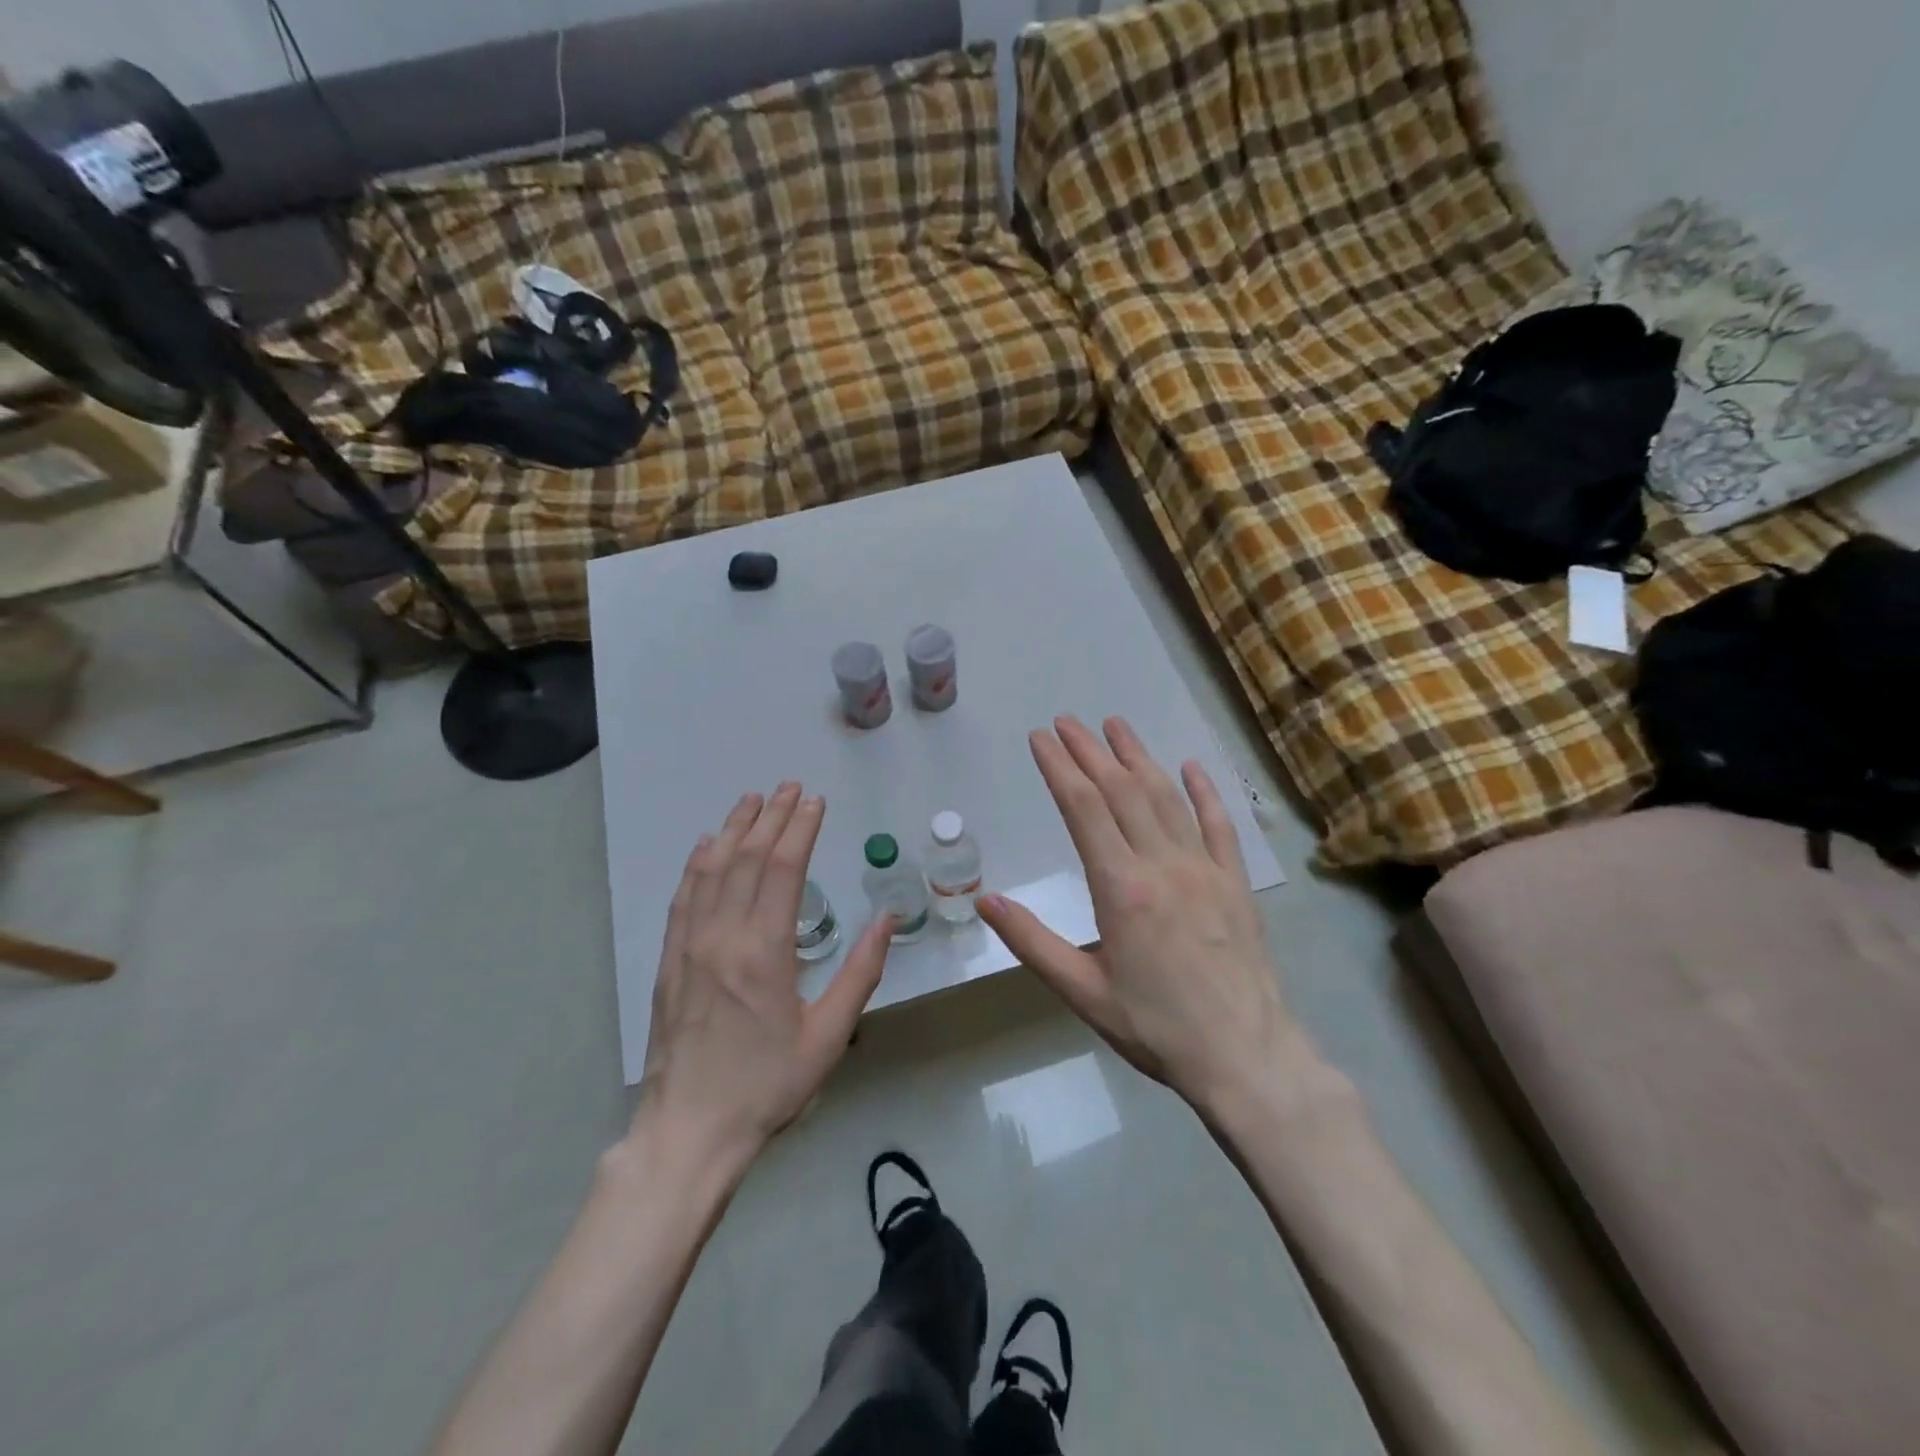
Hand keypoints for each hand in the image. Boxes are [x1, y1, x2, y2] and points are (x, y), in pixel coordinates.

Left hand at [640, 783, 891, 1159]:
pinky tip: (707, 845)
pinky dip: (697, 864)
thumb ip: (860, 972)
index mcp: (765, 951)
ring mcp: (690, 946)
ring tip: (752, 800)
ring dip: (734, 830)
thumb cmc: (768, 1084)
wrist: (690, 1130)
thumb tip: (888, 919)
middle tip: (789, 787)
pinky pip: (683, 897)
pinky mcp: (670, 961)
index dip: (800, 830)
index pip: (783, 871)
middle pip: (747, 860)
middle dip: (771, 818)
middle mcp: (723, 936)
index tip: (815, 802)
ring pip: (712, 870)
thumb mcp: (829, 1035)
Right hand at [977, 716, 1287, 1113]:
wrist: (1245, 1057)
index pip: (1083, 809)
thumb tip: (983, 902)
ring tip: (1115, 725)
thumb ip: (1032, 942)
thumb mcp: (1083, 992)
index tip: (1040, 737)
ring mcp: (1204, 868)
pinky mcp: (1235, 882)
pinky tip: (1190, 766)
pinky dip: (1203, 791)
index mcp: (1121, 888)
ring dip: (1138, 757)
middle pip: (1121, 790)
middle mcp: (1162, 864)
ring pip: (1166, 797)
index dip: (1059, 767)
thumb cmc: (1156, 1028)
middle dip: (1090, 751)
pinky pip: (1219, 824)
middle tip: (1067, 721)